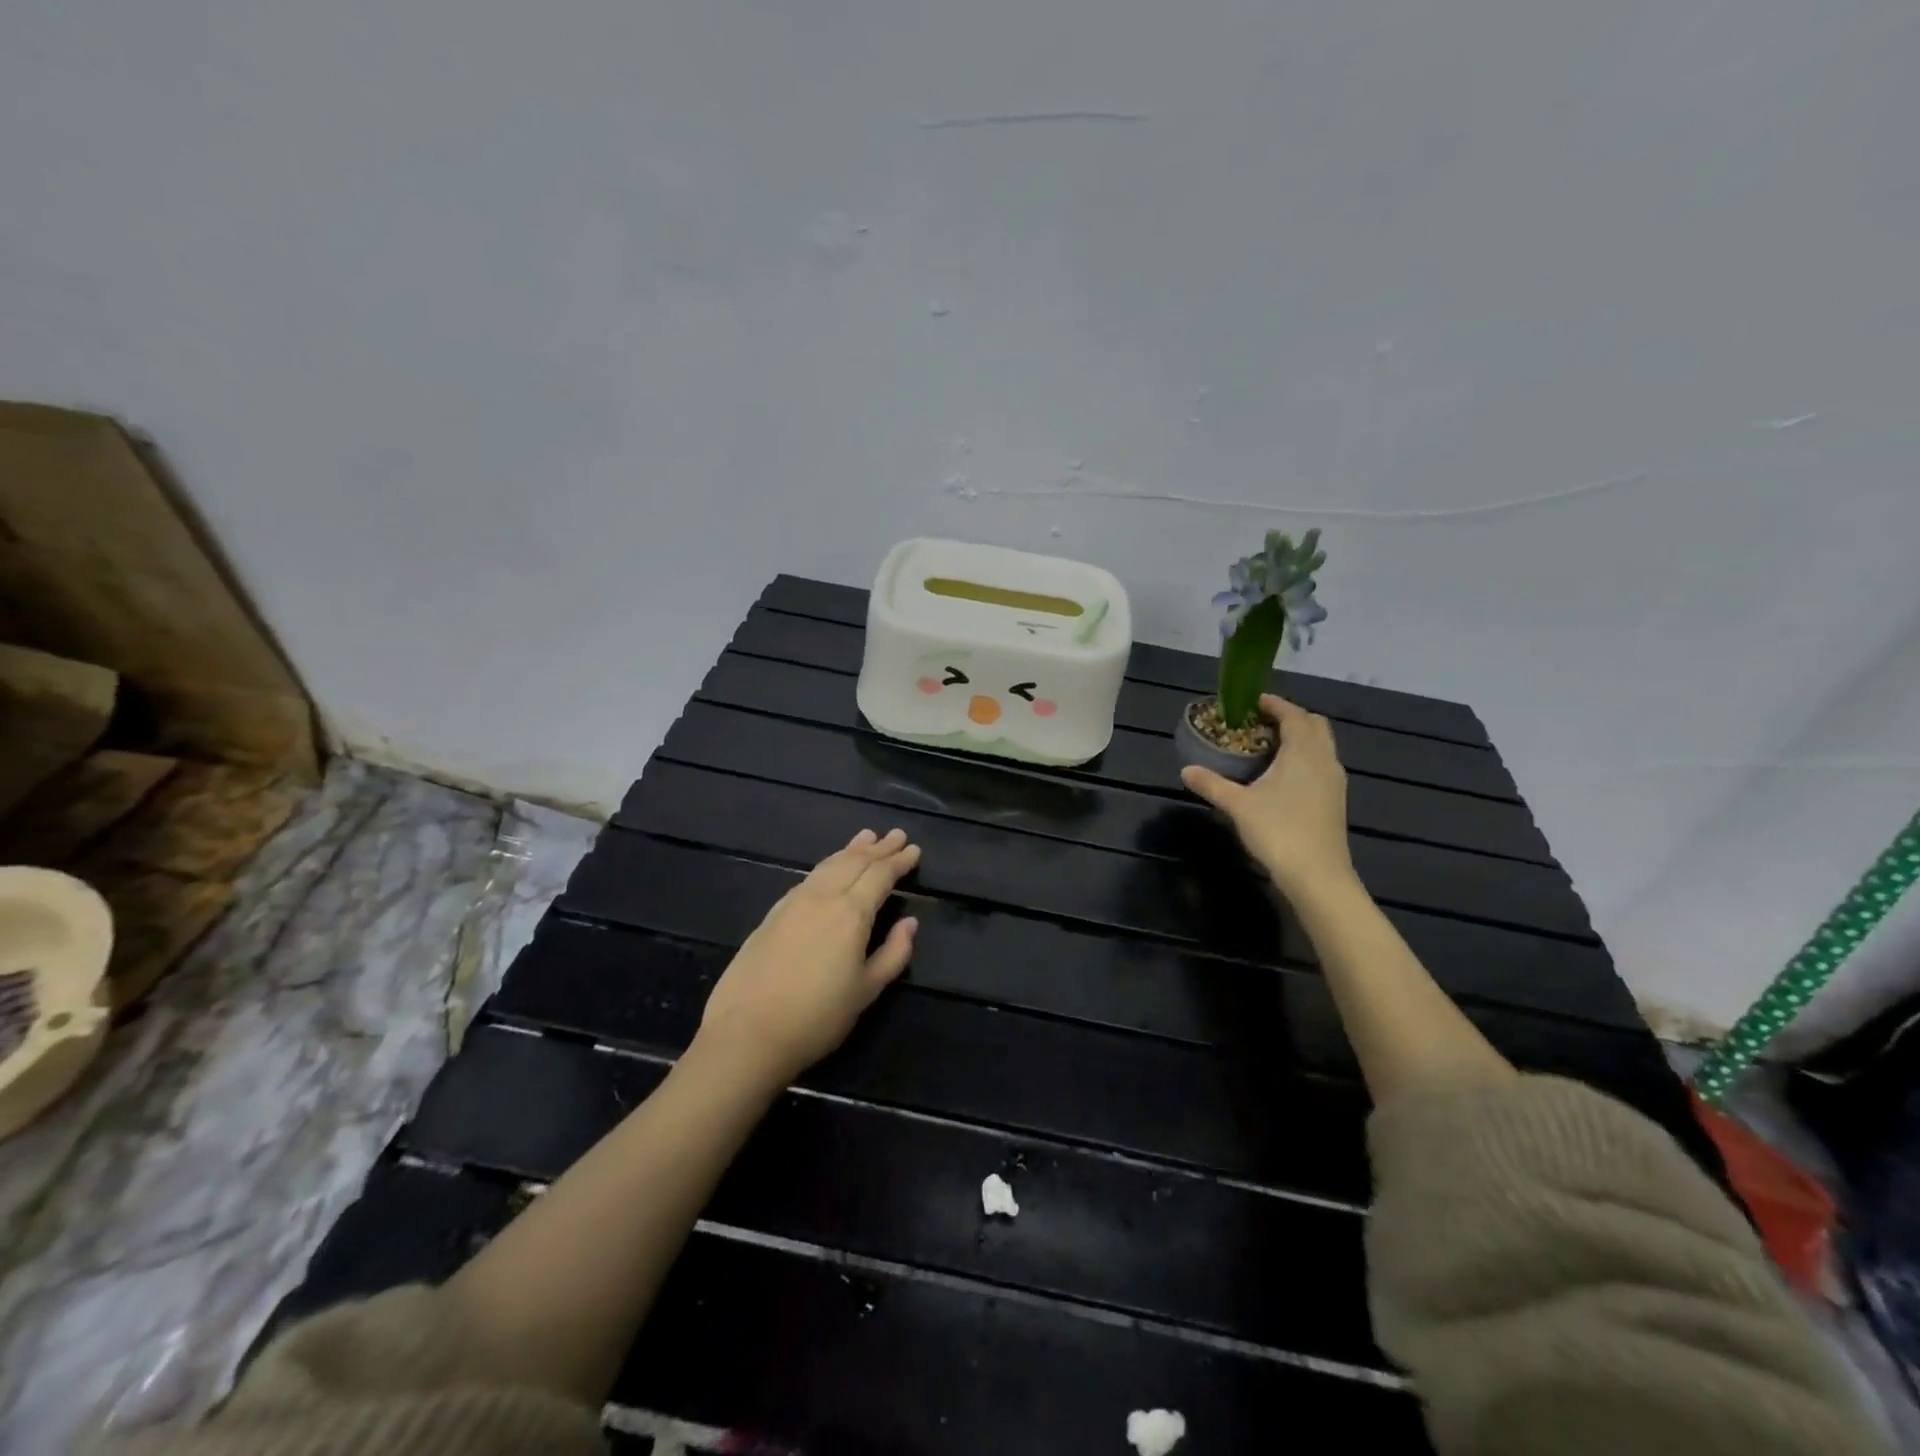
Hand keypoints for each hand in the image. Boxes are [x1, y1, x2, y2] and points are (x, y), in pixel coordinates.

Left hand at [696, 828, 920, 1086]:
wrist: (747, 1033)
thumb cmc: (817, 1018)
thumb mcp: (866, 991)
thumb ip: (893, 953)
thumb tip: (910, 923)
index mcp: (851, 913)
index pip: (880, 875)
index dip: (899, 861)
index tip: (914, 849)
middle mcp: (823, 897)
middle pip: (855, 862)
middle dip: (878, 848)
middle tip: (896, 834)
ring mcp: (794, 902)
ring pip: (829, 865)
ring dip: (851, 850)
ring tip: (866, 837)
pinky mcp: (774, 913)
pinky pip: (810, 876)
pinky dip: (828, 864)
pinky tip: (830, 867)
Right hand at [1180, 695, 1353, 898]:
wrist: (1317, 875)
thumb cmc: (1278, 831)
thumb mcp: (1238, 805)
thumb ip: (1212, 784)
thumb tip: (1186, 770)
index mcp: (1304, 752)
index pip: (1294, 714)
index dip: (1274, 704)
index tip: (1252, 701)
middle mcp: (1325, 759)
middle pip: (1314, 725)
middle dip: (1290, 717)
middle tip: (1260, 722)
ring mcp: (1334, 781)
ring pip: (1320, 746)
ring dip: (1299, 738)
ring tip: (1267, 745)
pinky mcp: (1335, 800)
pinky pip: (1321, 764)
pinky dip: (1304, 757)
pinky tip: (1281, 775)